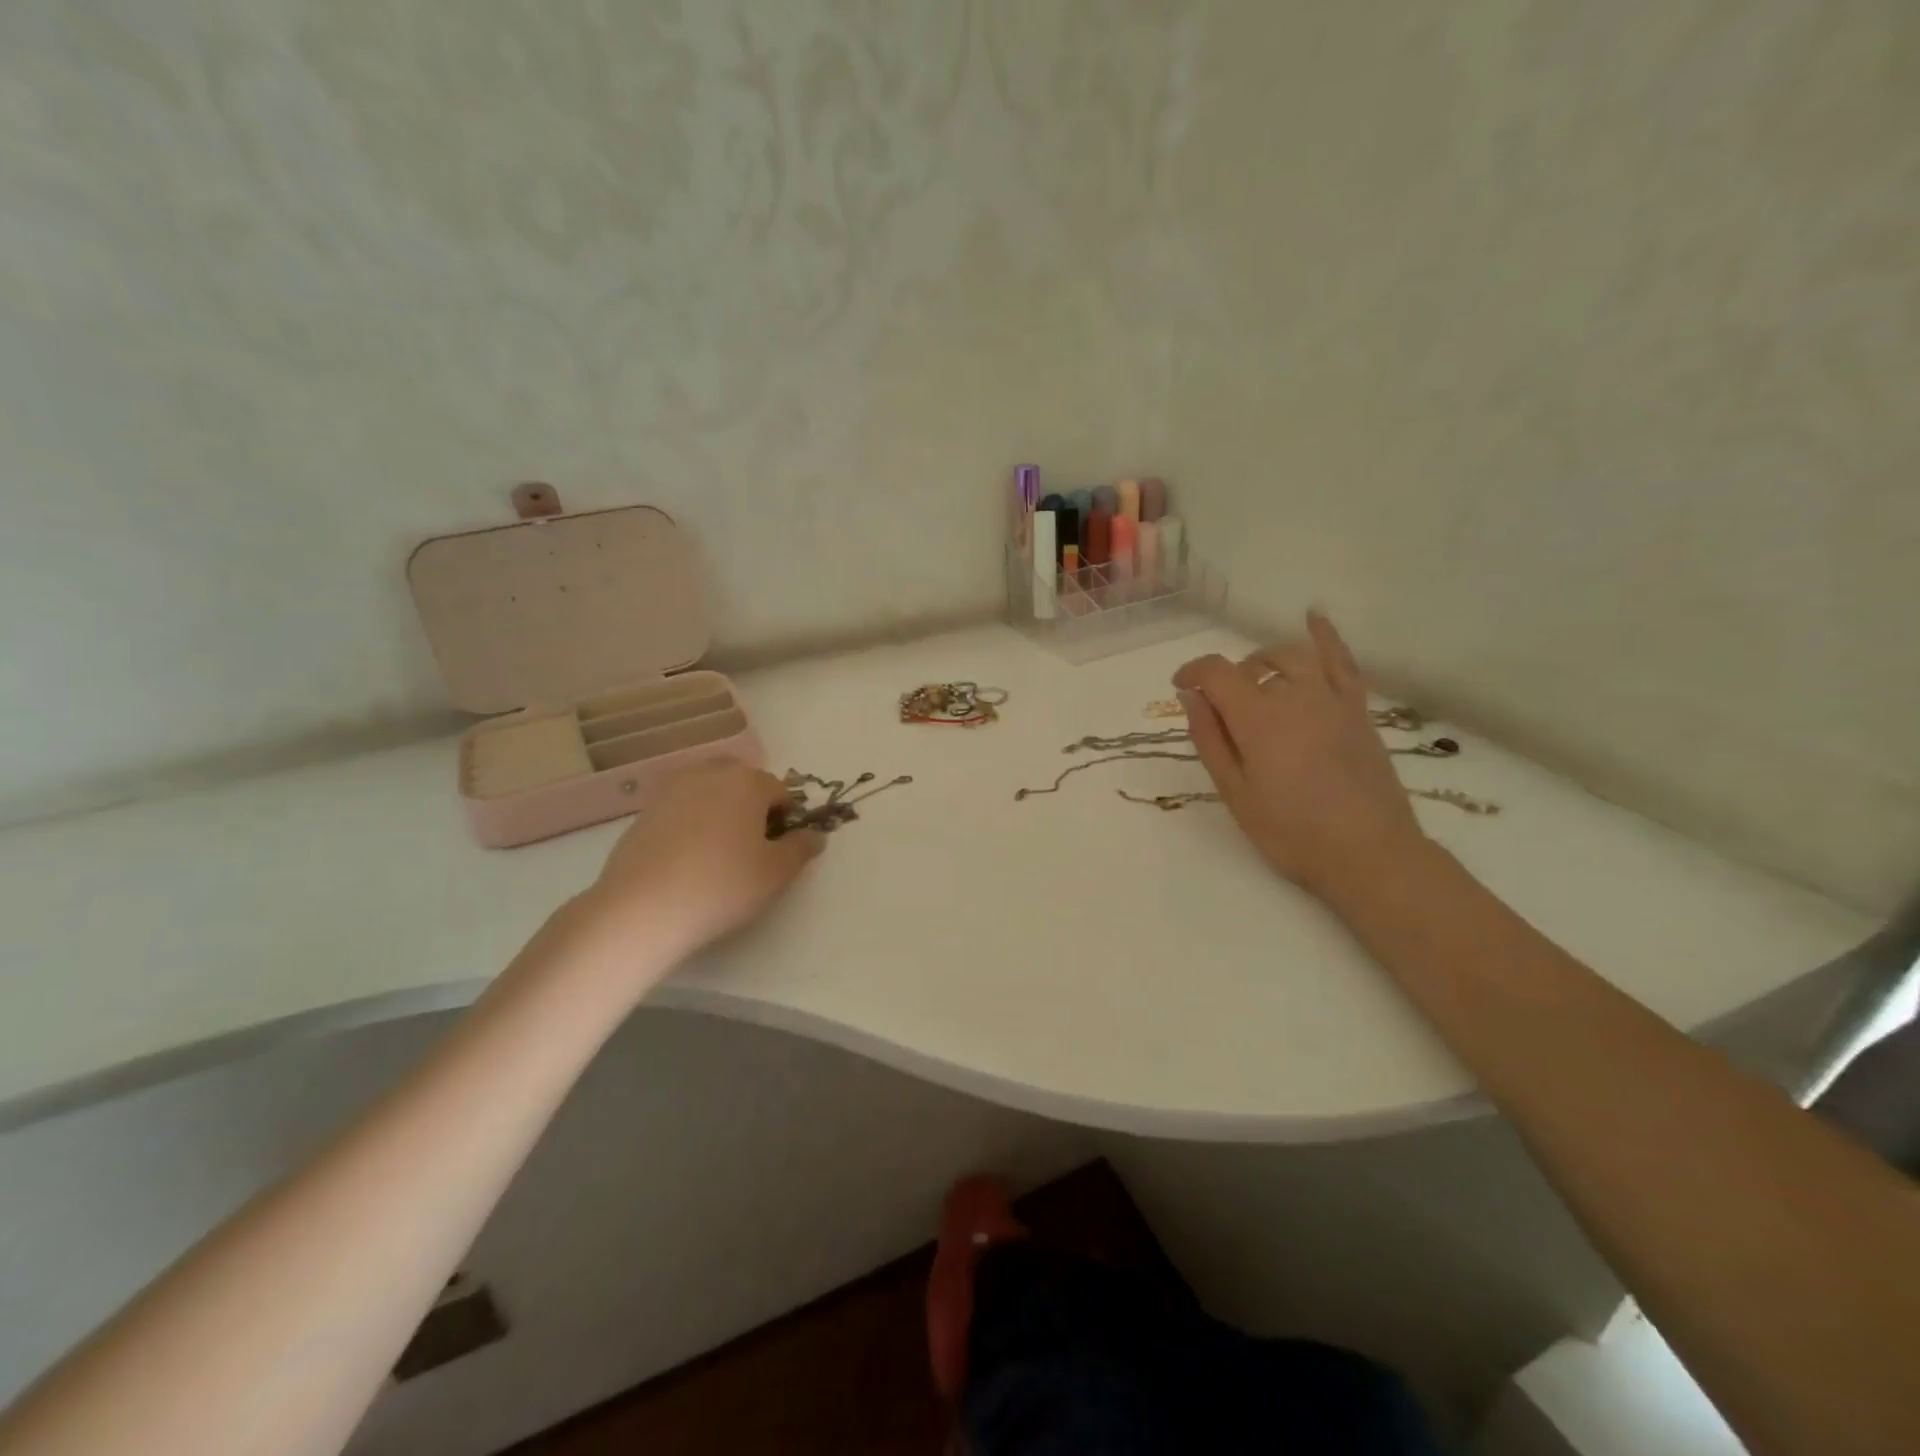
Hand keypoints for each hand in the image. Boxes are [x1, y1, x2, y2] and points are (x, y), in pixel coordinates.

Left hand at [577, 759, 824, 968]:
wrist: (642, 909)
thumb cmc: (722, 886)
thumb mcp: (777, 873)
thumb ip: (801, 848)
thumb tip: (814, 835)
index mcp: (748, 782)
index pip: (781, 791)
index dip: (787, 820)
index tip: (780, 850)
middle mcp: (710, 774)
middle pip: (743, 782)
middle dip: (753, 806)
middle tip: (751, 847)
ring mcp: (672, 790)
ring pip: (709, 792)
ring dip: (721, 811)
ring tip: (718, 852)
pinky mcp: (644, 812)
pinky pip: (681, 809)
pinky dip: (691, 823)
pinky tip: (687, 860)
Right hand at [1174, 611, 1425, 898]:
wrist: (1368, 852)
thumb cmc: (1290, 830)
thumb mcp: (1234, 791)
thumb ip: (1210, 738)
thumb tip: (1190, 696)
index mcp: (1258, 717)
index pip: (1216, 672)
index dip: (1192, 672)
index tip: (1180, 687)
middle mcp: (1294, 695)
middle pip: (1252, 664)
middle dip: (1228, 676)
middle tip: (1220, 707)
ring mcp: (1331, 698)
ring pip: (1292, 656)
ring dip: (1264, 660)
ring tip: (1254, 679)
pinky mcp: (1357, 709)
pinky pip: (1342, 661)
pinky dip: (1327, 636)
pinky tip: (1314, 616)